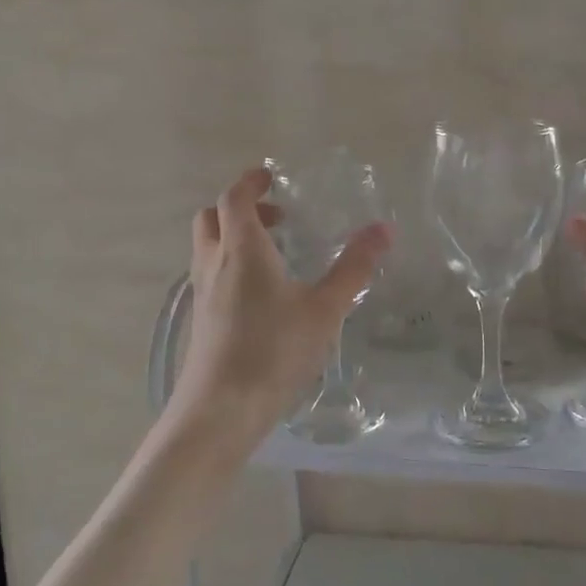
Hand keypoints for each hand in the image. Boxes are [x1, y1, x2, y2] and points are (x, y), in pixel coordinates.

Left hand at [170, 167, 391, 446]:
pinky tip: (260, 295)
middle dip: (240, 207)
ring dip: (233, 236)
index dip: (250, 181)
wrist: (220, 409)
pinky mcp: (200, 319)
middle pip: (212, 218)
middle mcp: (214, 263)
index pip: (234, 197)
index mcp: (242, 250)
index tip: (270, 176)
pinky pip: (210, 274)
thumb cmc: (274, 351)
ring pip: (208, 247)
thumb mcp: (324, 308)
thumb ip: (354, 268)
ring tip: (274, 254)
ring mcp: (201, 293)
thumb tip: (384, 228)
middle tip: (277, 217)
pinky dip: (230, 265)